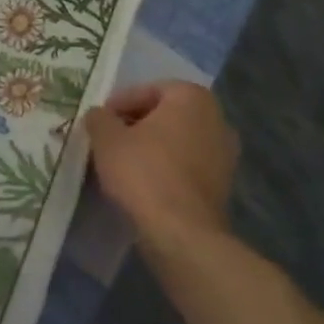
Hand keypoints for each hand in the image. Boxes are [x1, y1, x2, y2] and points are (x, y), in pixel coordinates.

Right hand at [83, 81, 239, 254]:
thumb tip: (99, 115)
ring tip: (122, 162)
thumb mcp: (107, 138)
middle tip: (109, 139)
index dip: (119, 103)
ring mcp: (225, 154)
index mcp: (192, 97)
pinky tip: (143, 183)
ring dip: (152, 147)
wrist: (181, 233)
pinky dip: (166, 168)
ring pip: (177, 141)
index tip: (100, 120)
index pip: (148, 90)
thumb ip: (99, 118)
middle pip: (165, 114)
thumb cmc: (143, 172)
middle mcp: (217, 119)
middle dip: (137, 124)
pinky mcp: (223, 185)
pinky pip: (187, 166)